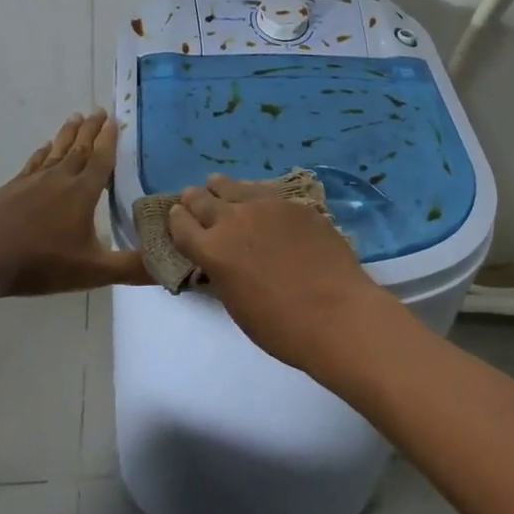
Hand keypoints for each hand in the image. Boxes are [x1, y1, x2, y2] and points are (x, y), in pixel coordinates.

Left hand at [0, 110, 150, 295]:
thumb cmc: (41, 262)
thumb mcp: (93, 271)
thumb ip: (131, 268)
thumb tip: (172, 265)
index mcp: (82, 193)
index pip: (101, 159)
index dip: (109, 139)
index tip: (116, 119)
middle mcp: (59, 179)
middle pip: (79, 148)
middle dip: (91, 130)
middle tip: (99, 110)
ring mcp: (32, 181)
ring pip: (56, 151)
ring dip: (68, 134)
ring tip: (75, 117)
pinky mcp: (11, 188)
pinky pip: (33, 162)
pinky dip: (43, 152)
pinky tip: (44, 148)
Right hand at [166, 174, 385, 370]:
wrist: (336, 314)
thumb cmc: (282, 327)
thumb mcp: (236, 304)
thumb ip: (223, 274)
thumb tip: (222, 261)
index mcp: (212, 251)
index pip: (181, 225)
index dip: (176, 220)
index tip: (177, 216)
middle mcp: (233, 220)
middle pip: (203, 200)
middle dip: (194, 199)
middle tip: (193, 198)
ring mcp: (266, 207)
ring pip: (234, 187)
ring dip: (222, 188)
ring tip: (219, 186)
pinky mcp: (294, 205)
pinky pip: (266, 193)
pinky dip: (255, 196)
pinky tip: (261, 202)